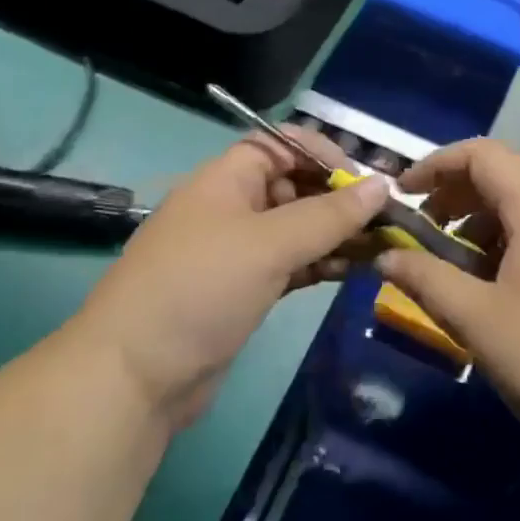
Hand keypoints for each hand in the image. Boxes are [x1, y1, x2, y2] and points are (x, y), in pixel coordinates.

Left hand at [75, 127, 388, 431]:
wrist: (134, 377)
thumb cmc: (201, 288)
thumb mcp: (269, 244)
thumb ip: (329, 215)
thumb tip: (383, 184)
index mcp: (227, 177)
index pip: (282, 144)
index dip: (324, 154)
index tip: (365, 182)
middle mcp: (233, 205)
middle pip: (294, 185)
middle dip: (338, 198)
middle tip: (385, 221)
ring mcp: (237, 250)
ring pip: (297, 227)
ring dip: (336, 234)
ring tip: (381, 248)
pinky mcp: (244, 289)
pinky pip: (291, 262)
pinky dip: (321, 263)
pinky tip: (354, 271)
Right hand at [376, 139, 519, 496]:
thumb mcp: (476, 321)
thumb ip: (425, 279)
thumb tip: (385, 255)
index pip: (483, 154)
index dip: (436, 164)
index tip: (403, 195)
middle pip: (501, 178)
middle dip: (452, 196)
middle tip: (420, 233)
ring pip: (519, 212)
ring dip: (476, 227)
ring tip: (450, 270)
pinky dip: (501, 250)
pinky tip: (488, 294)